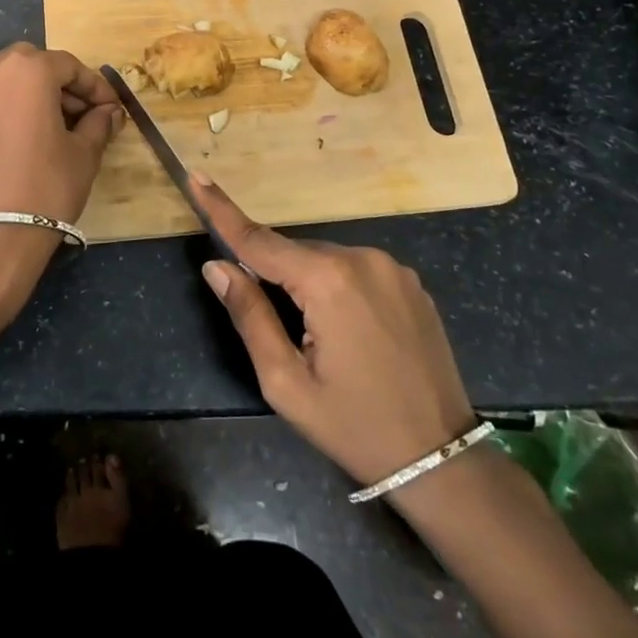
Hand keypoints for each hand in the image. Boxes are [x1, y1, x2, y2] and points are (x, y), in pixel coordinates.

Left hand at [0, 44, 122, 333]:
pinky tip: (19, 142)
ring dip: (28, 93)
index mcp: (27, 71)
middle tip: (79, 112)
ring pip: (2, 81)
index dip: (94, 86)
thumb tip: (110, 112)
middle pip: (30, 64)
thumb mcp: (84, 153)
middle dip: (57, 82)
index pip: (68, 65)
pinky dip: (4, 111)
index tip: (110, 108)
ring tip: (50, 126)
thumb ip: (99, 123)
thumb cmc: (47, 186)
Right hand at [191, 172, 476, 492]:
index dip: (222, 210)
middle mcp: (362, 258)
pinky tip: (351, 333)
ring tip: (320, 343)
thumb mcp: (286, 382)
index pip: (259, 239)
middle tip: (280, 331)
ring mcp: (392, 267)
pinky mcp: (411, 282)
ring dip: (308, 284)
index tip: (196, 177)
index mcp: (328, 281)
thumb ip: (249, 315)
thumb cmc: (354, 426)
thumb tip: (216, 266)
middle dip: (273, 274)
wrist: (441, 460)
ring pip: (325, 260)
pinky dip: (337, 287)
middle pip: (294, 252)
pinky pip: (355, 270)